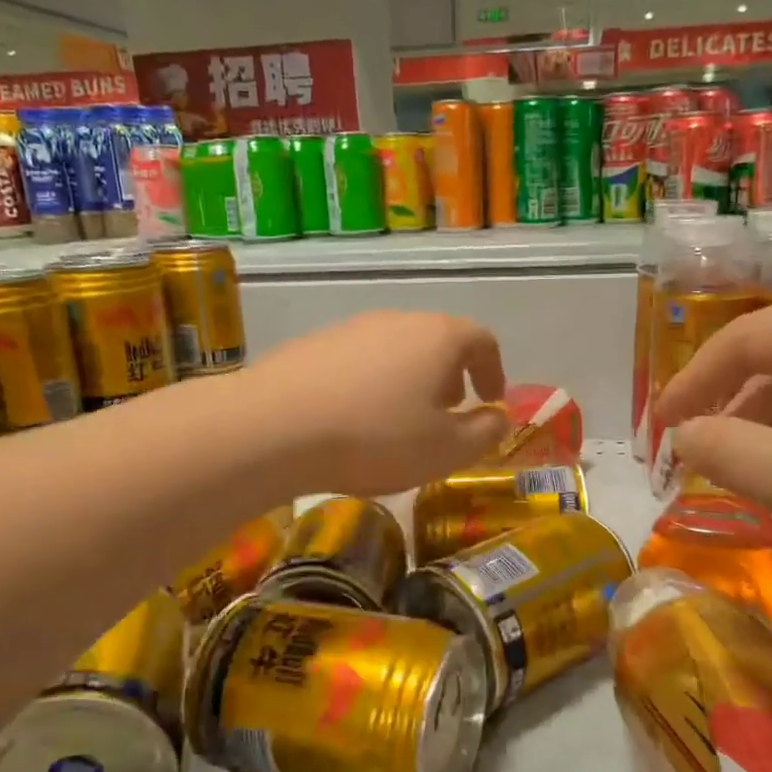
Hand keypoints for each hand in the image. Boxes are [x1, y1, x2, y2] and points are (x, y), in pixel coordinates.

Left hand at [239, 310, 510, 495]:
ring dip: (410, 379)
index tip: (490, 401)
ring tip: (401, 419)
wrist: (274, 427)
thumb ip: (484, 433)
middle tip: (448, 410)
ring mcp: (351, 328)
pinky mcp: (313, 344)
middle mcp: (397, 320)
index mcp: (438, 337)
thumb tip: (498, 418)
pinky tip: (354, 418)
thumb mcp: (446, 450)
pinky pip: (358, 361)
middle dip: (451, 375)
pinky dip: (371, 383)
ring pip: (396, 349)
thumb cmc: (376, 438)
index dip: (493, 371)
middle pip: (437, 340)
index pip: (482, 340)